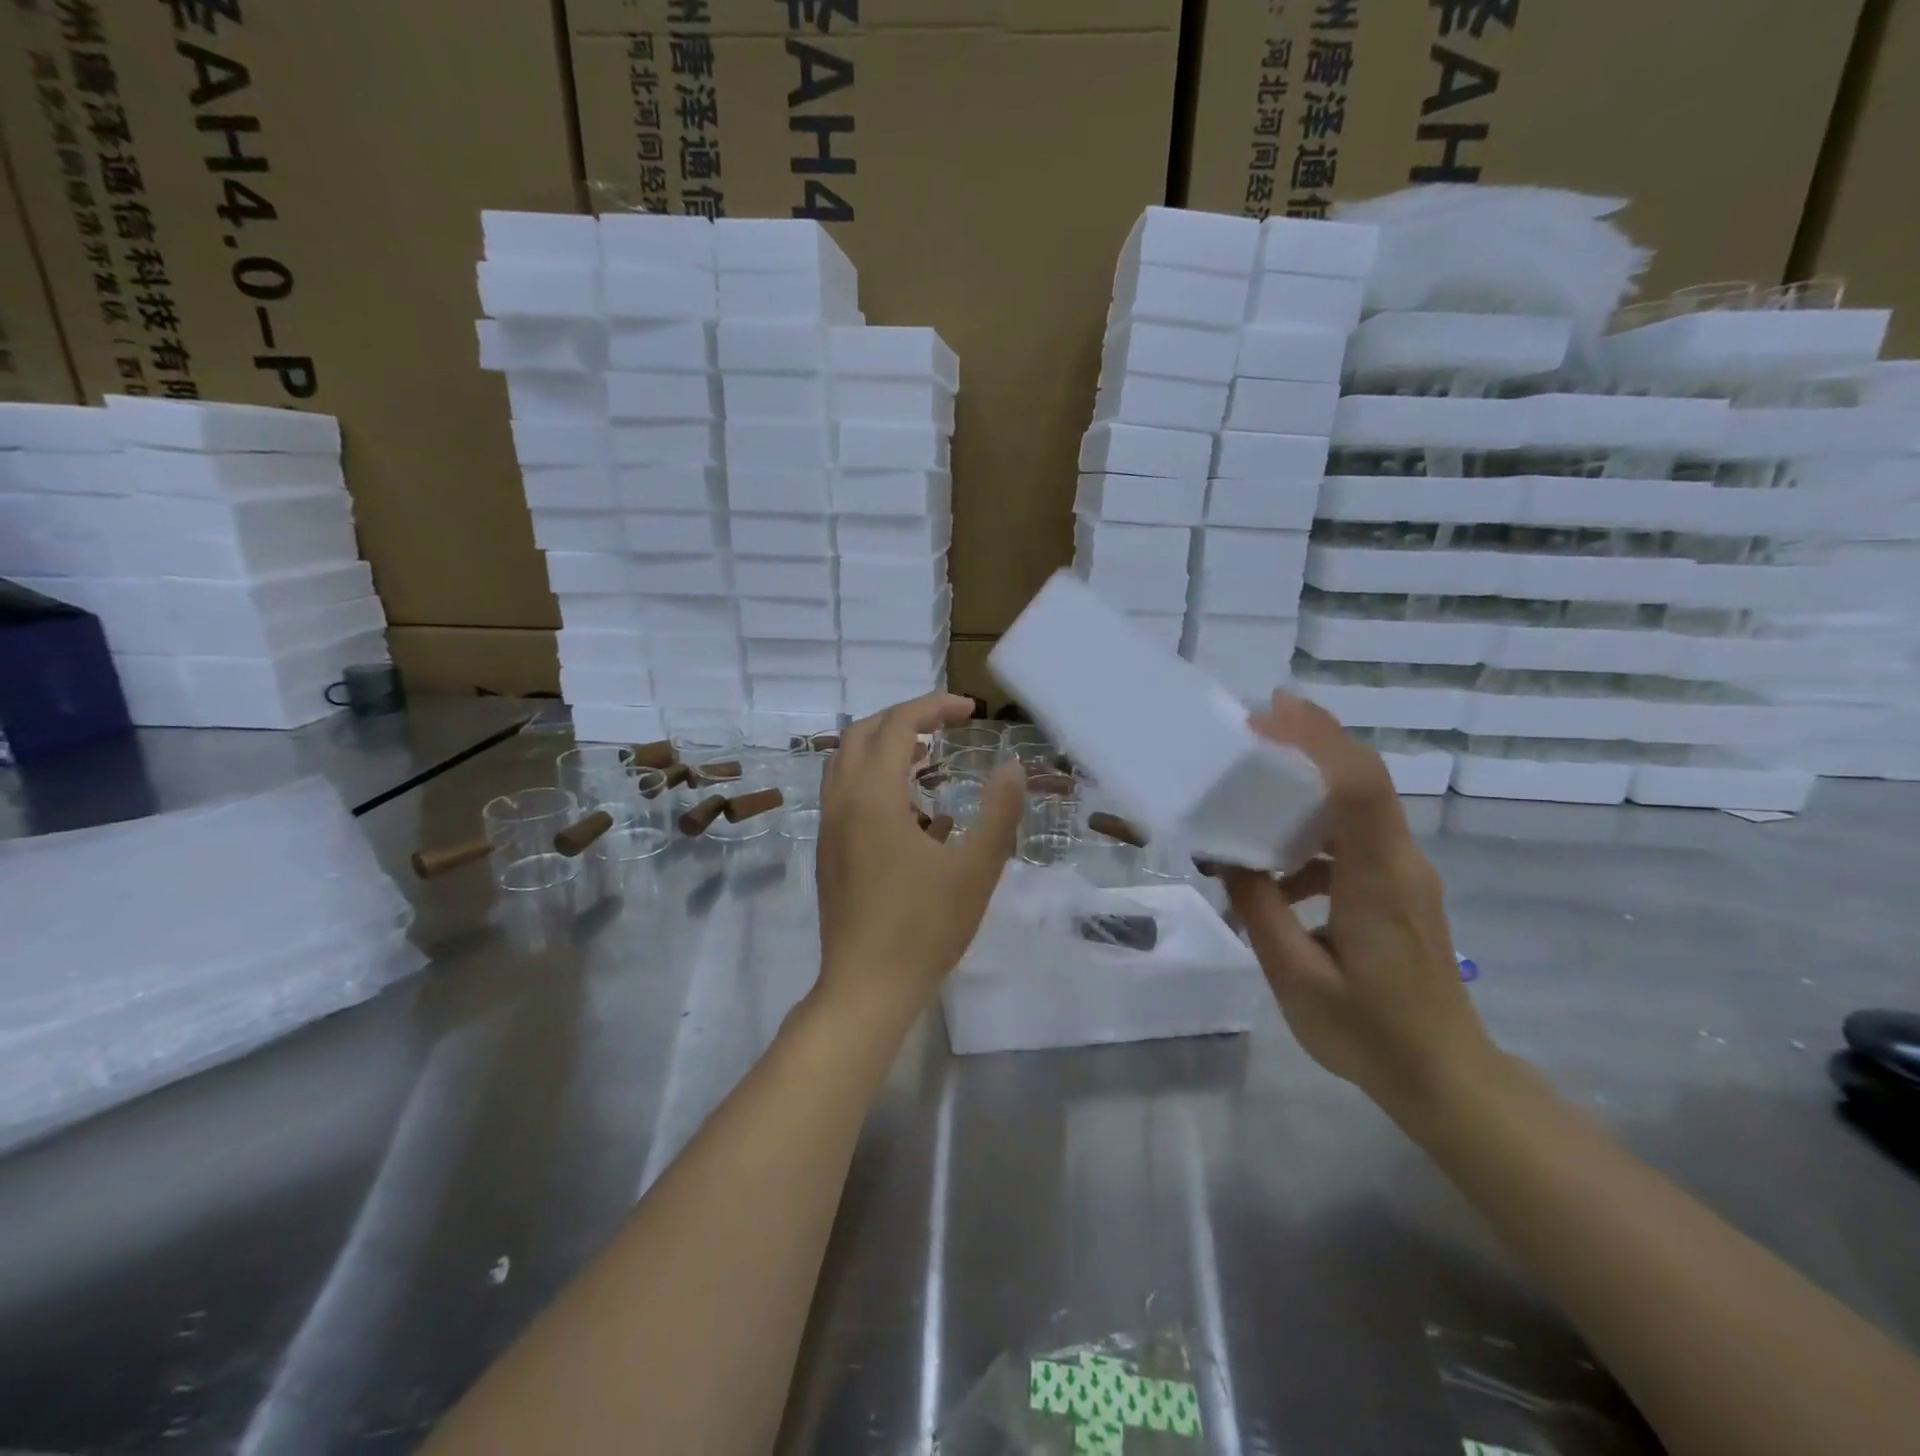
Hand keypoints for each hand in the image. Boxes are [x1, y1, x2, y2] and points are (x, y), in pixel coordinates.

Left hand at [813, 694, 1025, 1024]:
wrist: (867, 987)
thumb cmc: (925, 927)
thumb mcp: (977, 868)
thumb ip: (999, 812)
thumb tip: (1012, 767)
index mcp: (874, 796)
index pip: (898, 725)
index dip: (934, 706)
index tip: (970, 710)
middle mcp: (842, 801)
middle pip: (863, 733)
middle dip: (904, 718)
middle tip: (945, 725)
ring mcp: (829, 827)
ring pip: (847, 762)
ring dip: (884, 747)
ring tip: (927, 759)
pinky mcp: (828, 851)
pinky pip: (844, 793)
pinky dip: (873, 779)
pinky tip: (911, 811)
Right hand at [1223, 693, 1496, 1120]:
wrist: (1446, 1077)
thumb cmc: (1369, 1033)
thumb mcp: (1295, 977)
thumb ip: (1260, 910)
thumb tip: (1230, 859)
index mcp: (1377, 880)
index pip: (1357, 787)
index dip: (1317, 740)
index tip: (1271, 712)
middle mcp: (1400, 863)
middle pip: (1362, 780)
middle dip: (1311, 742)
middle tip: (1254, 729)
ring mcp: (1405, 875)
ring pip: (1358, 806)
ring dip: (1307, 788)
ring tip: (1252, 796)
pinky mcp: (1399, 889)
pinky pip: (1355, 839)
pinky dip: (1312, 835)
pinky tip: (1275, 875)